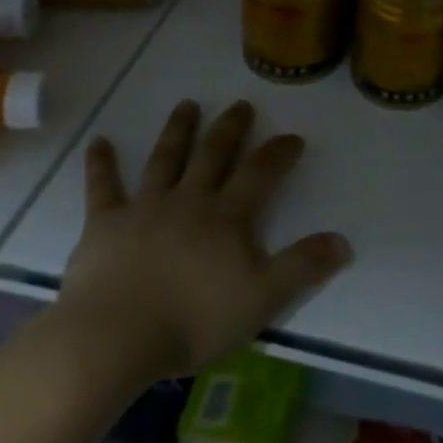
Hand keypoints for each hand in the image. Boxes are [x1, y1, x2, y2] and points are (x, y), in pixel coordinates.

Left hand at [54, 100, 352, 386]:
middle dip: (231, 128)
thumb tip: (343, 241)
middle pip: (214, 154)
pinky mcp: (105, 224)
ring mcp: (144, 208)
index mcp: (227, 216)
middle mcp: (189, 200)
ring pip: (166, 159)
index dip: (278, 153)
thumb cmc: (193, 320)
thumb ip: (303, 267)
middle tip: (241, 104)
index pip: (260, 173)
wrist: (114, 338)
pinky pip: (103, 187)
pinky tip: (98, 142)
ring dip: (178, 130)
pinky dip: (101, 163)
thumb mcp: (263, 298)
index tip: (292, 137)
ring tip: (187, 105)